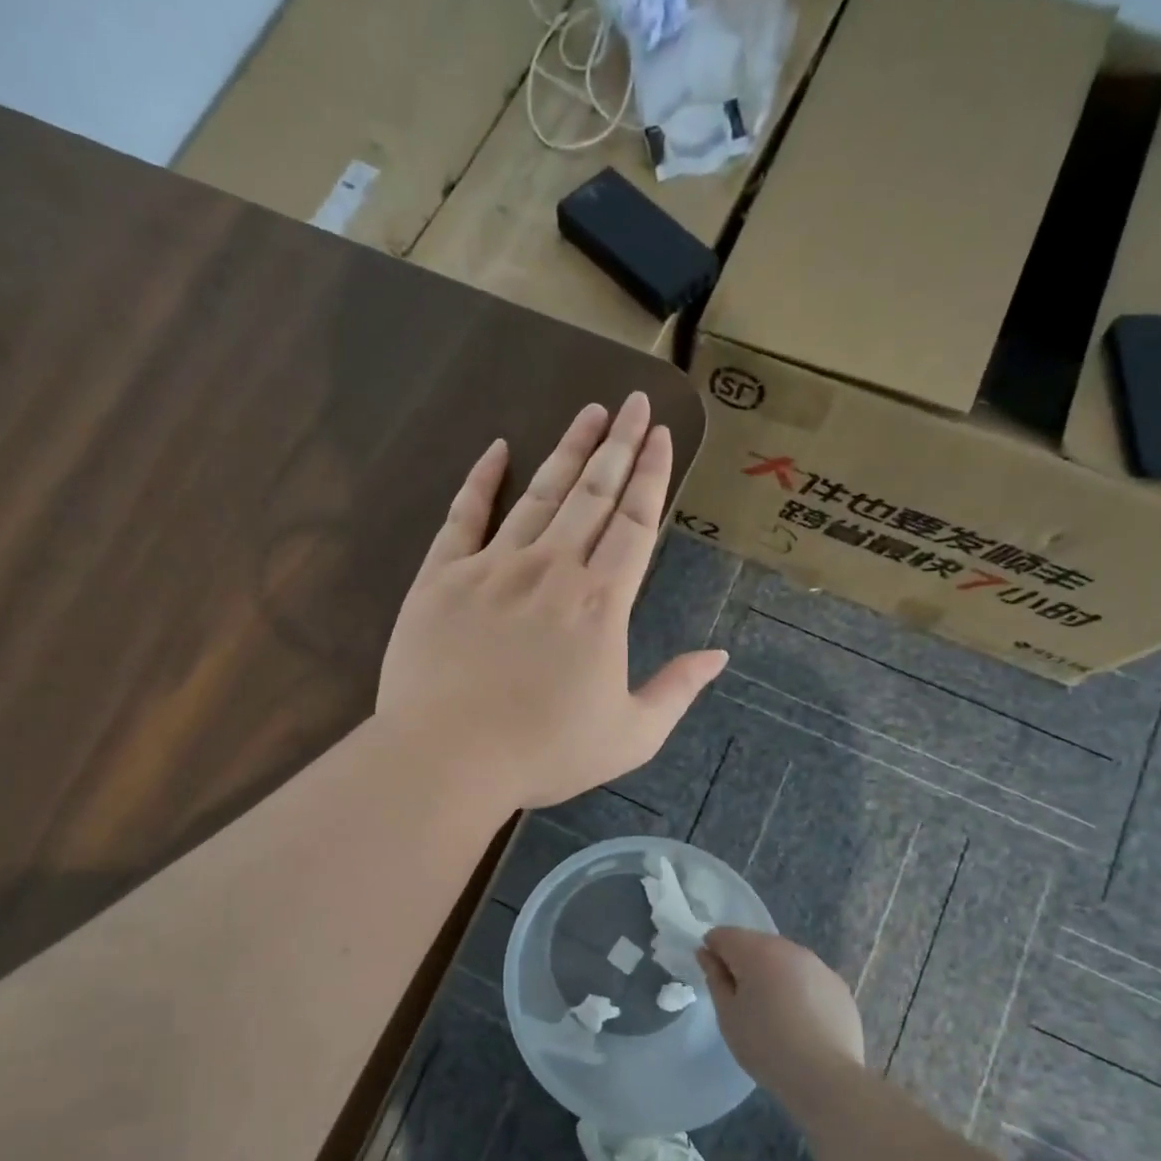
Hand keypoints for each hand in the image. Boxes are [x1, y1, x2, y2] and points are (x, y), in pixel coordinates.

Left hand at [378, 394, 727, 809]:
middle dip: (617, 445)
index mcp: (599, 603)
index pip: (634, 524)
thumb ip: (676, 691)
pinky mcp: (441, 577)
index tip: (660, 434)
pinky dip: (481, 480)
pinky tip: (497, 449)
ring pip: (538, 495)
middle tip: (633, 402)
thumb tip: (718, 656)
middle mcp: (551, 569)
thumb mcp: (629, 737)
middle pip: (592, 495)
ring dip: (567, 451)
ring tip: (588, 413)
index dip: (651, 475)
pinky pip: (464, 515)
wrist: (447, 758)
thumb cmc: (543, 753)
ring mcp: (492, 567)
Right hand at [699, 929, 865, 1109]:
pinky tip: (800, 1020)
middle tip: (743, 1001)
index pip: (724, 935)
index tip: (717, 982)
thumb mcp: (727, 1014)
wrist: (826, 1079)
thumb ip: (714, 977)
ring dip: (772, 974)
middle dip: (744, 963)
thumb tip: (706, 953)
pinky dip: (798, 988)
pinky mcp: (838, 986)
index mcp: (757, 951)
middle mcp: (789, 948)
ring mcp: (819, 965)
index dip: (713, 953)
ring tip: (774, 1012)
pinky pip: (808, 977)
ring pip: (783, 959)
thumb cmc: (766, 1046)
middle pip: (755, 943)